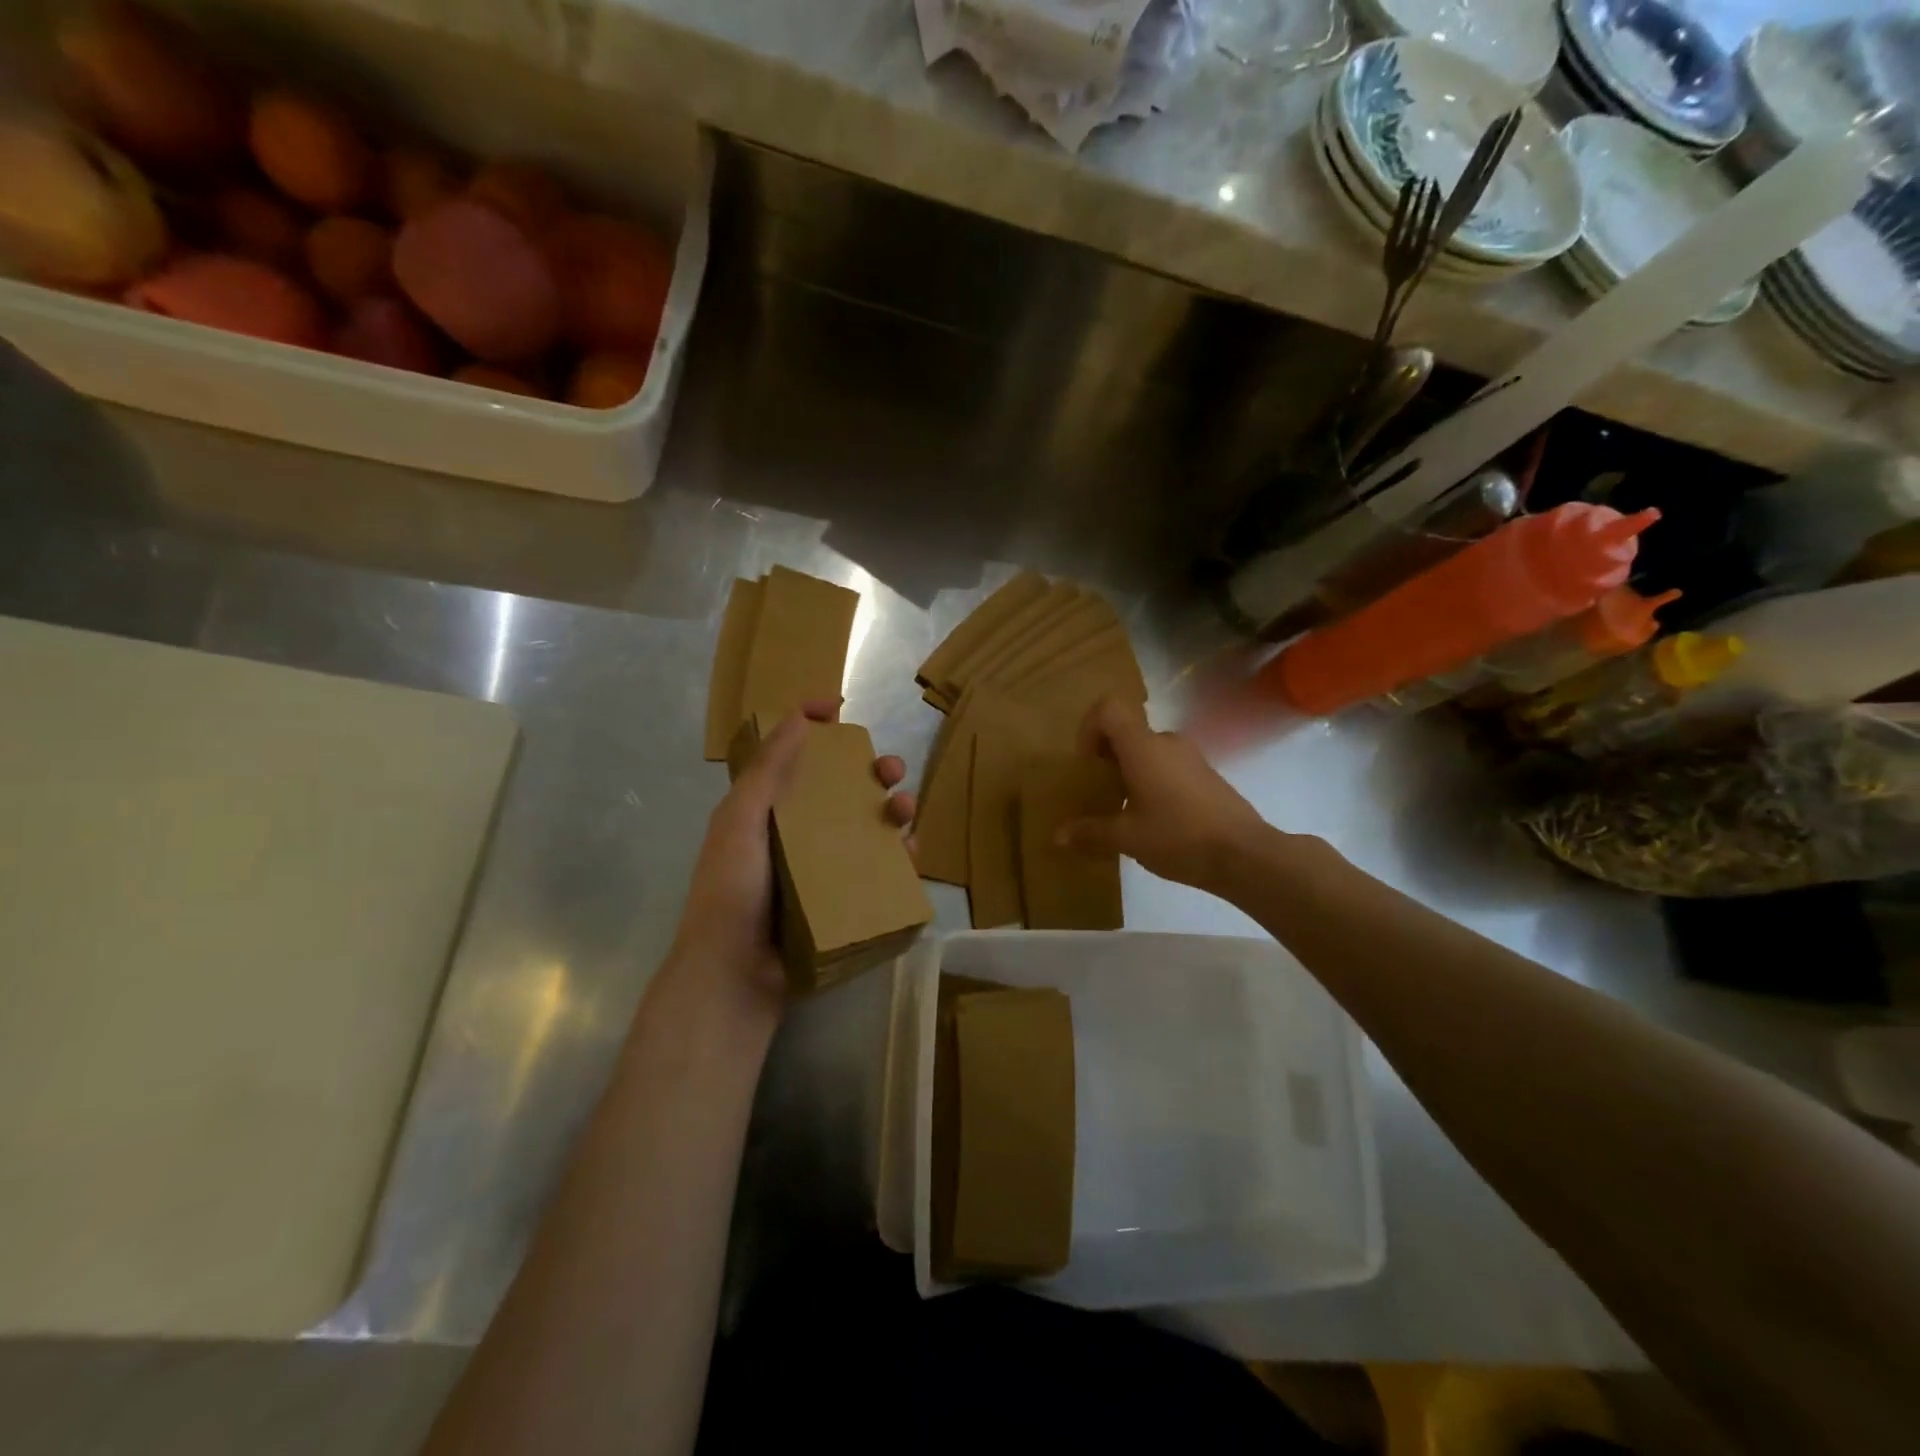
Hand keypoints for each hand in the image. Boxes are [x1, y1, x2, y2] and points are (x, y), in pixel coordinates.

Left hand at [669, 702, 915, 1017]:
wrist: (736, 972)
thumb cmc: (732, 889)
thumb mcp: (741, 820)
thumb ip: (768, 769)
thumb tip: (799, 715)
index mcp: (767, 810)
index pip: (793, 757)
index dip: (813, 726)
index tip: (839, 708)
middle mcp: (798, 833)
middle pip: (843, 789)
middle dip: (871, 771)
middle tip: (891, 770)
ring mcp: (823, 868)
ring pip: (868, 826)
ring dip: (893, 809)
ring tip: (905, 810)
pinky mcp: (845, 900)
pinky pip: (880, 869)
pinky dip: (899, 855)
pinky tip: (909, 851)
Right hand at [1057, 694, 1274, 899]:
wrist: (1245, 855)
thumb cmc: (1179, 837)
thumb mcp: (1127, 838)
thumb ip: (1091, 832)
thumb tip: (1058, 836)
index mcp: (1143, 747)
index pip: (1108, 709)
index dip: (1089, 728)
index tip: (1086, 765)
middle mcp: (1166, 742)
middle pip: (1127, 732)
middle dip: (1106, 757)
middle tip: (1099, 793)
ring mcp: (1190, 757)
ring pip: (1148, 750)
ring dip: (1129, 771)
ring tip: (1124, 810)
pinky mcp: (1206, 775)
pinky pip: (1168, 765)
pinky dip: (1152, 781)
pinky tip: (1154, 819)